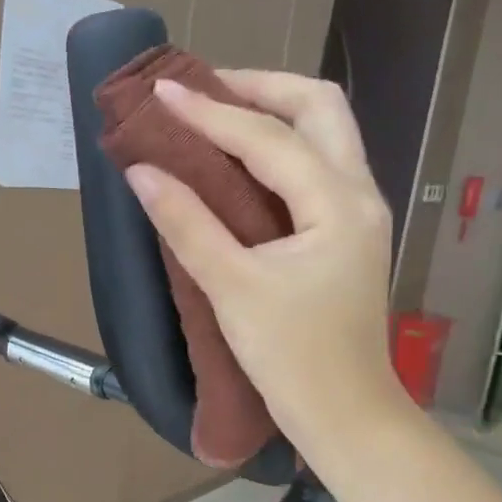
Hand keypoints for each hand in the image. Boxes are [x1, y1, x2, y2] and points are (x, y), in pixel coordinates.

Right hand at [124, 70, 411, 477]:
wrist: (345, 414)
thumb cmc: (292, 357)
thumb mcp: (232, 289)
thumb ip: (187, 224)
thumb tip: (142, 171)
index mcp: (338, 204)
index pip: (269, 138)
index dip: (211, 112)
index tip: (162, 92)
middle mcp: (359, 193)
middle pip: (320, 108)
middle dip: (260, 87)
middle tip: (203, 90)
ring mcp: (359, 212)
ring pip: (326, 132)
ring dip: (274, 111)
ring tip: (216, 112)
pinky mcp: (346, 232)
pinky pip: (317, 164)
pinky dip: (280, 145)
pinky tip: (240, 160)